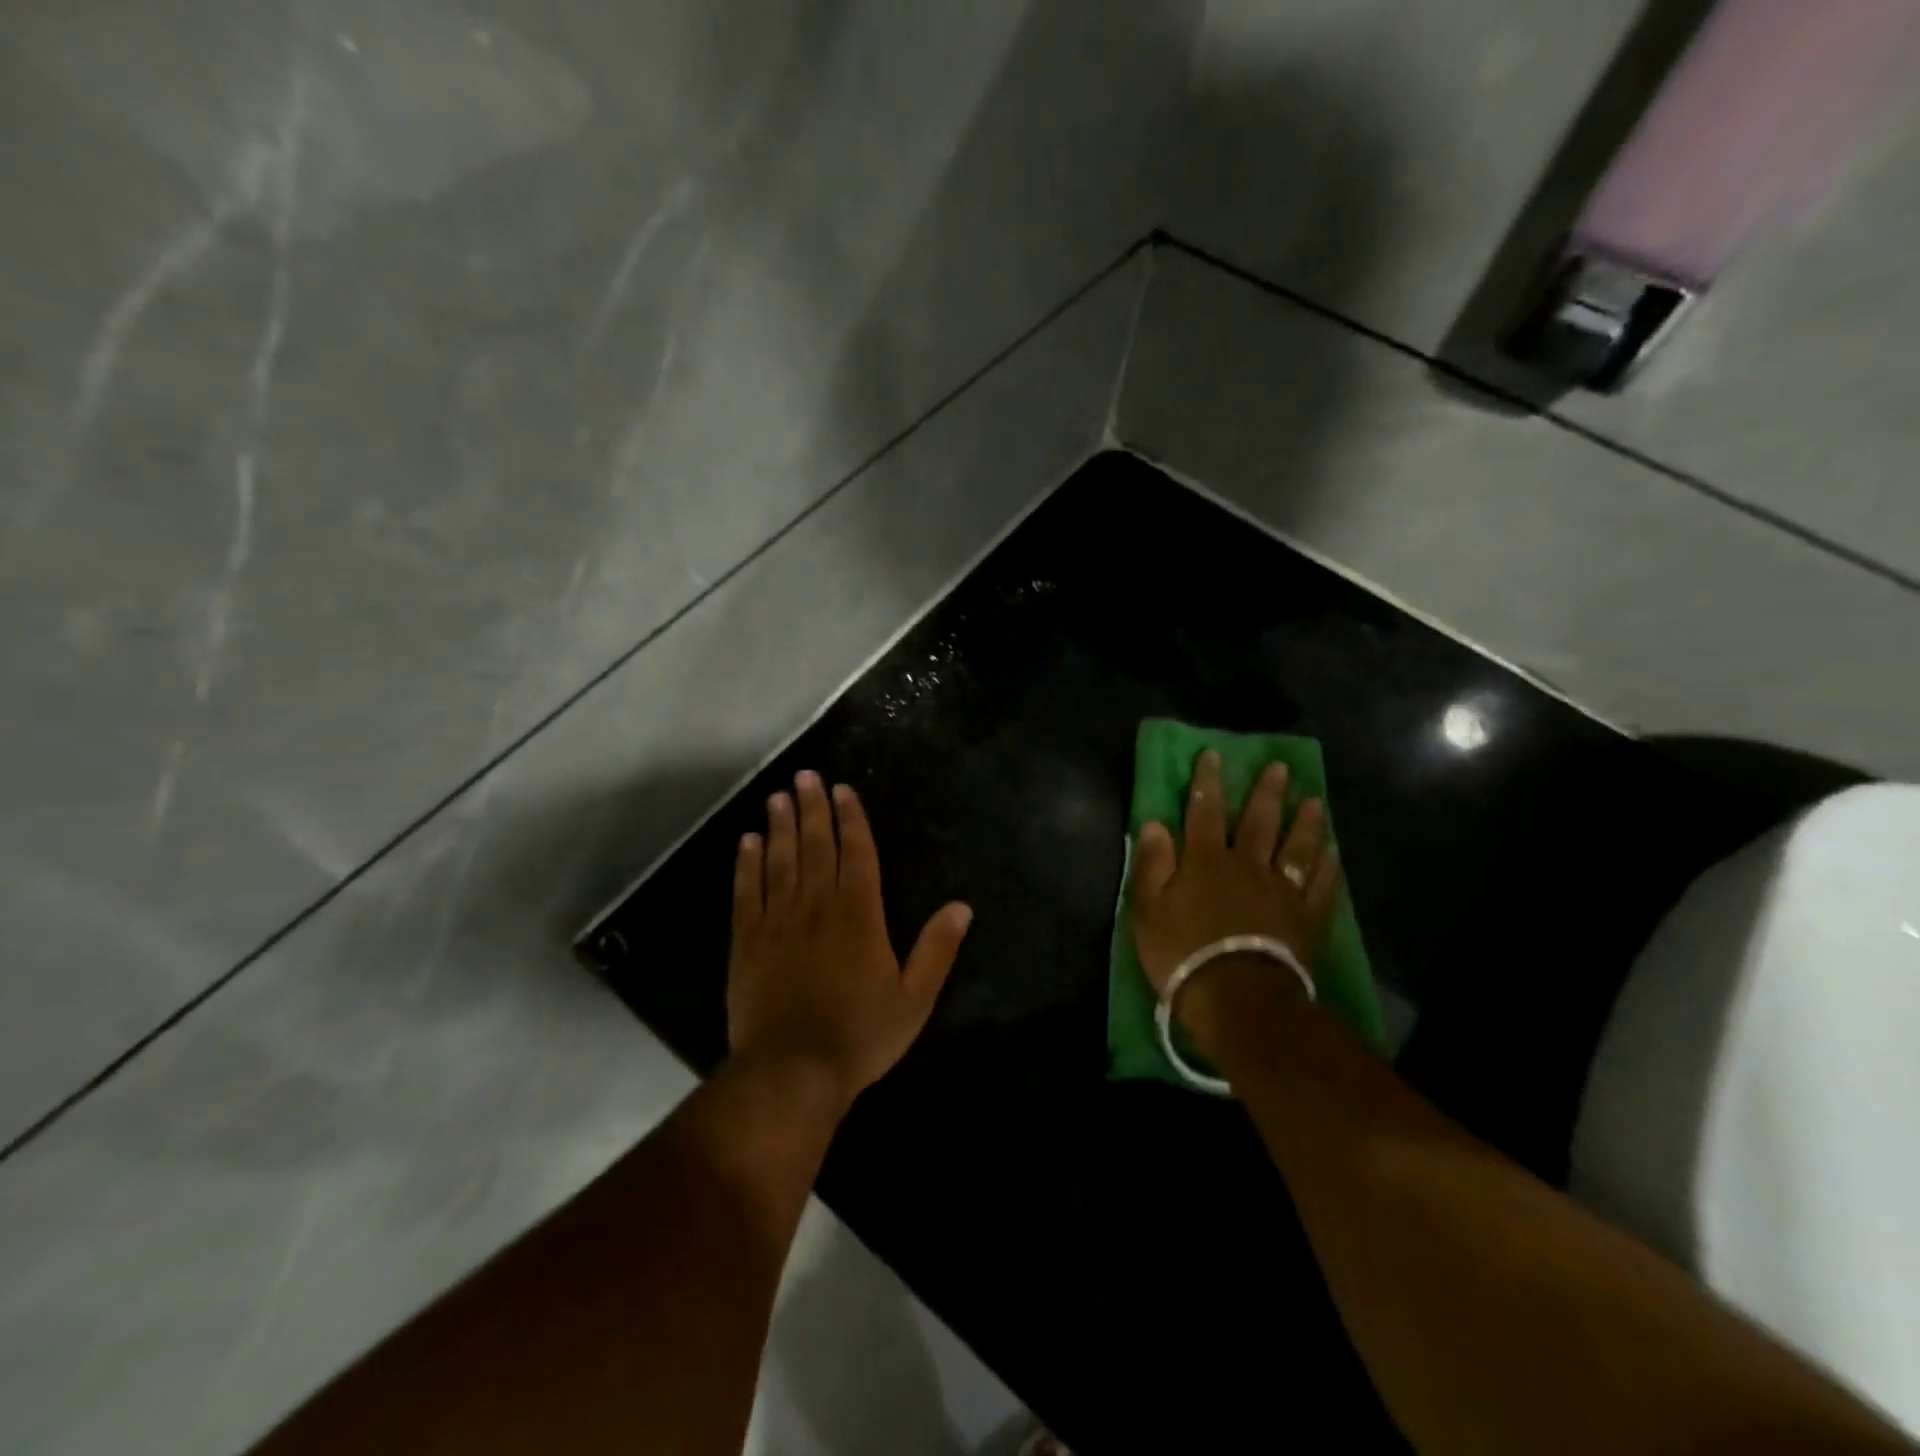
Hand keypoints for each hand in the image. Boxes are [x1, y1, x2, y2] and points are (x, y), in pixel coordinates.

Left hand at [727, 770, 972, 1107]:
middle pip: (816, 846)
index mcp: (860, 915)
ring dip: (779, 826)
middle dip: (813, 808)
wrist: (793, 1072)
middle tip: (805, 775)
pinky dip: (747, 865)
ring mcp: (779, 922)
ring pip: (779, 861)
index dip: (851, 819)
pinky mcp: (748, 942)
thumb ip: (936, 949)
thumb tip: (961, 906)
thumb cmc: (861, 1035)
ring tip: (777, 796)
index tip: (843, 790)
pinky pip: (746, 893)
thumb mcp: (914, 998)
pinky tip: (747, 842)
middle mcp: (818, 906)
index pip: (857, 853)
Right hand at [1130, 750, 1342, 1051]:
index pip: (1204, 812)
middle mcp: (1247, 865)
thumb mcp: (1148, 909)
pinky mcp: (1306, 917)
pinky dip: (1328, 864)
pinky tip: (1333, 850)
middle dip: (1266, 792)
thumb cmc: (1182, 953)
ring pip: (1296, 846)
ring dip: (1305, 821)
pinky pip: (1321, 883)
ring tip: (1315, 800)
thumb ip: (1152, 864)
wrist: (1237, 997)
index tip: (1213, 755)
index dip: (1207, 782)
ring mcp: (1281, 890)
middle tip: (1279, 767)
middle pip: (1258, 822)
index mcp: (1205, 861)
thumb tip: (1154, 823)